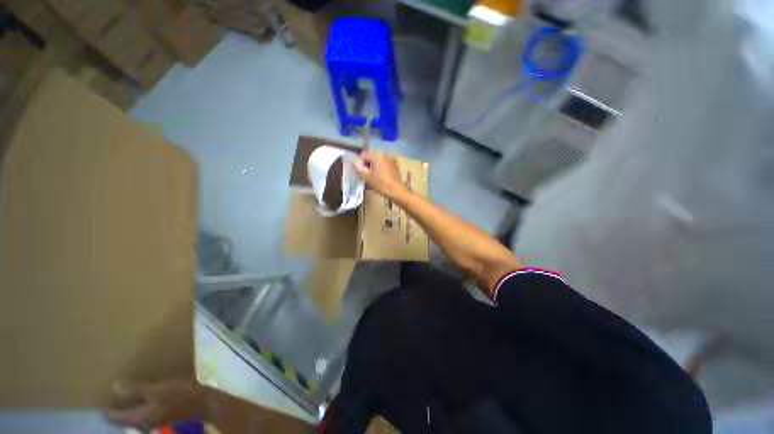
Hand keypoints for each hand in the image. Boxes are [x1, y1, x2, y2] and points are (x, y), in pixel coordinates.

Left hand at [106, 380, 209, 431]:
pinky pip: (149, 411)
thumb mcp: (158, 391)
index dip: (108, 409)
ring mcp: (155, 421)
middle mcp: (144, 423)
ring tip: (130, 396)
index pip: (116, 416)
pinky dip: (146, 405)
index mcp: (139, 417)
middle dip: (121, 408)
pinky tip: (151, 397)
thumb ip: (136, 390)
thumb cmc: (180, 397)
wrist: (205, 404)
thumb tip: (114, 386)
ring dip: (133, 406)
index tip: (101, 401)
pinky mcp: (166, 415)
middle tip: (113, 399)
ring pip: (138, 415)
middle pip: (126, 418)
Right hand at [352, 150, 406, 198]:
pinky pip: (384, 164)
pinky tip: (380, 177)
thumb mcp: (366, 176)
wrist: (396, 191)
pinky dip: (380, 168)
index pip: (363, 155)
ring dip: (373, 166)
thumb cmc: (380, 183)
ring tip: (372, 177)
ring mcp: (391, 159)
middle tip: (365, 175)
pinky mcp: (395, 165)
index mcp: (376, 154)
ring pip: (378, 161)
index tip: (359, 173)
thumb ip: (357, 167)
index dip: (359, 163)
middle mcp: (384, 153)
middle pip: (371, 157)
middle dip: (366, 165)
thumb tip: (352, 162)